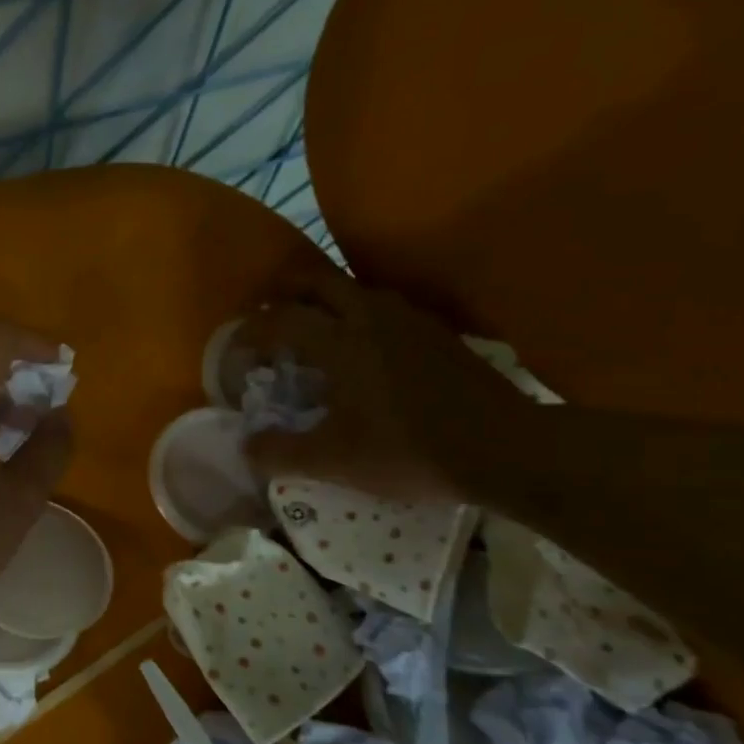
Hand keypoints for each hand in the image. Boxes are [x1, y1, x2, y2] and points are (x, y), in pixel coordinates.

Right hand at [241, 270, 528, 502]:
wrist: (508, 449)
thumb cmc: (409, 451)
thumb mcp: (334, 462)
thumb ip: (280, 452)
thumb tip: (245, 447)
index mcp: (340, 342)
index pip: (280, 320)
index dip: (250, 331)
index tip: (235, 350)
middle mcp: (370, 316)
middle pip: (316, 281)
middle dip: (284, 295)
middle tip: (267, 320)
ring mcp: (409, 319)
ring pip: (354, 289)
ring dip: (324, 302)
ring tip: (312, 333)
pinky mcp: (437, 332)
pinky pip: (383, 307)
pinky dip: (357, 315)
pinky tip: (362, 349)